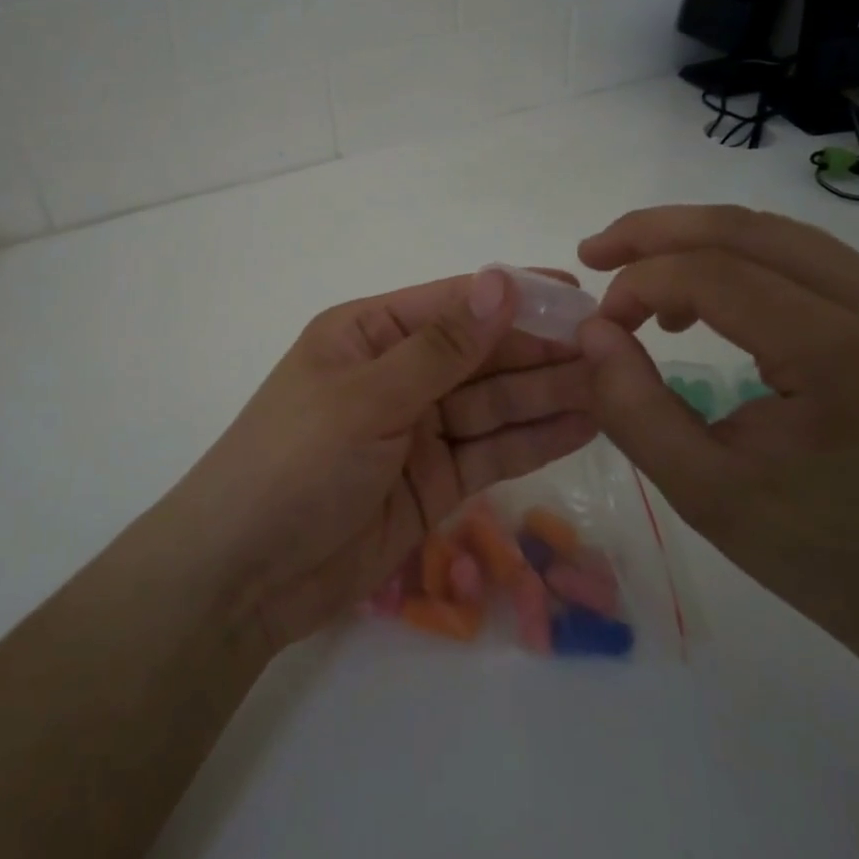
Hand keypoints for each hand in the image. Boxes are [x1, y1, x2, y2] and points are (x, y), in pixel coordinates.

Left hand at [174, 267, 597, 651]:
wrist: (244, 576)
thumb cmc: (294, 463)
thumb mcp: (366, 397)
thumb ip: (440, 348)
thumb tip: (500, 281)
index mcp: (368, 333)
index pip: (453, 304)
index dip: (514, 296)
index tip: (579, 292)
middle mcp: (397, 374)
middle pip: (480, 354)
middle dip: (541, 349)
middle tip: (612, 345)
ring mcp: (417, 430)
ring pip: (493, 403)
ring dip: (548, 392)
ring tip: (614, 383)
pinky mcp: (434, 482)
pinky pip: (491, 451)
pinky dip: (534, 439)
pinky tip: (585, 424)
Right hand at [576, 206, 858, 721]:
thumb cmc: (821, 551)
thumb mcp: (702, 492)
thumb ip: (632, 406)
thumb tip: (592, 330)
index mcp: (842, 357)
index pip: (714, 274)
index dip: (639, 282)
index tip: (601, 323)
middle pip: (746, 229)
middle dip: (655, 232)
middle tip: (595, 252)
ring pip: (775, 232)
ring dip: (694, 241)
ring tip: (640, 275)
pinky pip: (806, 257)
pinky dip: (739, 261)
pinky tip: (707, 297)